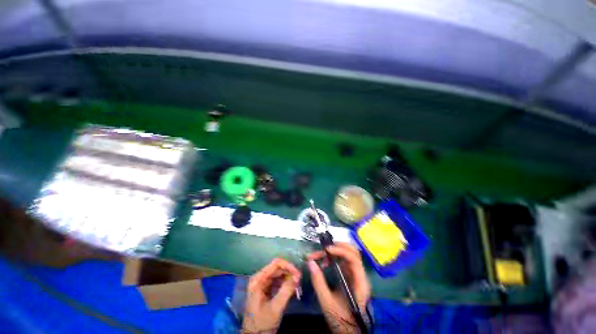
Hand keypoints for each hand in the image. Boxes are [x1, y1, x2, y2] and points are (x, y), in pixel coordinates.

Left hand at [242, 258, 300, 333]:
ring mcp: (262, 283)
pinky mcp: (266, 288)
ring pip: (279, 273)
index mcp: (258, 279)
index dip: (288, 266)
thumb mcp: (275, 308)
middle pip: (278, 268)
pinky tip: (292, 289)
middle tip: (299, 280)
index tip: (298, 274)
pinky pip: (278, 280)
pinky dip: (286, 283)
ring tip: (297, 285)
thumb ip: (286, 290)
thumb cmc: (262, 323)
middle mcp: (259, 278)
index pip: (275, 264)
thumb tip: (298, 276)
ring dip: (288, 277)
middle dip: (289, 272)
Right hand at [308, 243, 370, 333]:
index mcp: (360, 283)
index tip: (326, 250)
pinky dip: (334, 256)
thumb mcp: (327, 303)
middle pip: (353, 252)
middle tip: (324, 248)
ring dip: (335, 250)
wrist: (348, 332)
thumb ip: (319, 282)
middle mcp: (360, 275)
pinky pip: (344, 260)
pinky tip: (325, 262)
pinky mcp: (351, 275)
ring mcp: (356, 274)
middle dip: (338, 246)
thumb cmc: (341, 320)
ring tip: (321, 255)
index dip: (341, 251)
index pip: (354, 259)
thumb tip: (310, 262)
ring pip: (348, 254)